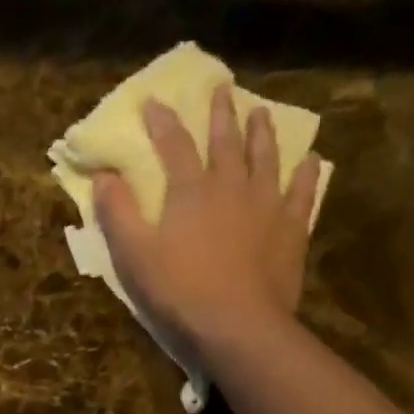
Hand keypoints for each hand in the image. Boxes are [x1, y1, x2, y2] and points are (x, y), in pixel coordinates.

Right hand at [93, 84, 322, 352]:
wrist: (236, 324)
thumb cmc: (178, 289)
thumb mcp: (133, 253)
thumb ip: (117, 212)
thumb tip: (103, 176)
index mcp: (190, 190)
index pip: (174, 145)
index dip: (163, 122)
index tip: (154, 101)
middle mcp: (231, 186)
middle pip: (226, 142)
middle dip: (221, 114)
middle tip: (223, 89)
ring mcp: (267, 206)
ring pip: (266, 159)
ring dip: (262, 134)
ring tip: (261, 113)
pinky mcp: (290, 230)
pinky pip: (301, 194)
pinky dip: (305, 175)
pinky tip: (310, 161)